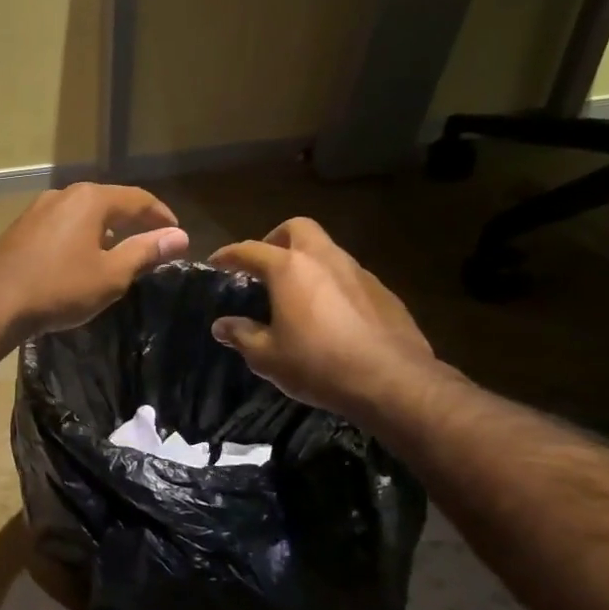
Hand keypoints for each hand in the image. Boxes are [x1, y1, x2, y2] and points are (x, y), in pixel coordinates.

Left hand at [0, 183, 189, 336]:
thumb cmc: (58, 287)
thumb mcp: (110, 275)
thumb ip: (145, 252)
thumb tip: (178, 236)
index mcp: (91, 199)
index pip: (138, 199)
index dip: (161, 216)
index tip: (176, 234)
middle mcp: (64, 195)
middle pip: (108, 202)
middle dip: (132, 221)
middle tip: (151, 242)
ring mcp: (37, 211)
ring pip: (82, 214)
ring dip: (104, 229)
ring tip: (118, 252)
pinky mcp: (20, 230)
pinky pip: (61, 227)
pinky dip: (80, 237)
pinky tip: (80, 260)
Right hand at [208, 218, 440, 422]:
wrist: (392, 380)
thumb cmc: (318, 364)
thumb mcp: (267, 356)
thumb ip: (241, 335)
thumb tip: (222, 326)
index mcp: (290, 269)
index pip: (250, 250)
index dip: (229, 255)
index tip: (216, 262)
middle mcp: (324, 259)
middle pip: (297, 229)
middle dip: (275, 239)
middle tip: (264, 266)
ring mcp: (358, 272)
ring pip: (326, 250)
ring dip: (307, 262)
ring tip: (295, 293)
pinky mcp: (382, 292)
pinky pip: (348, 276)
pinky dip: (331, 284)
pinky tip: (329, 314)